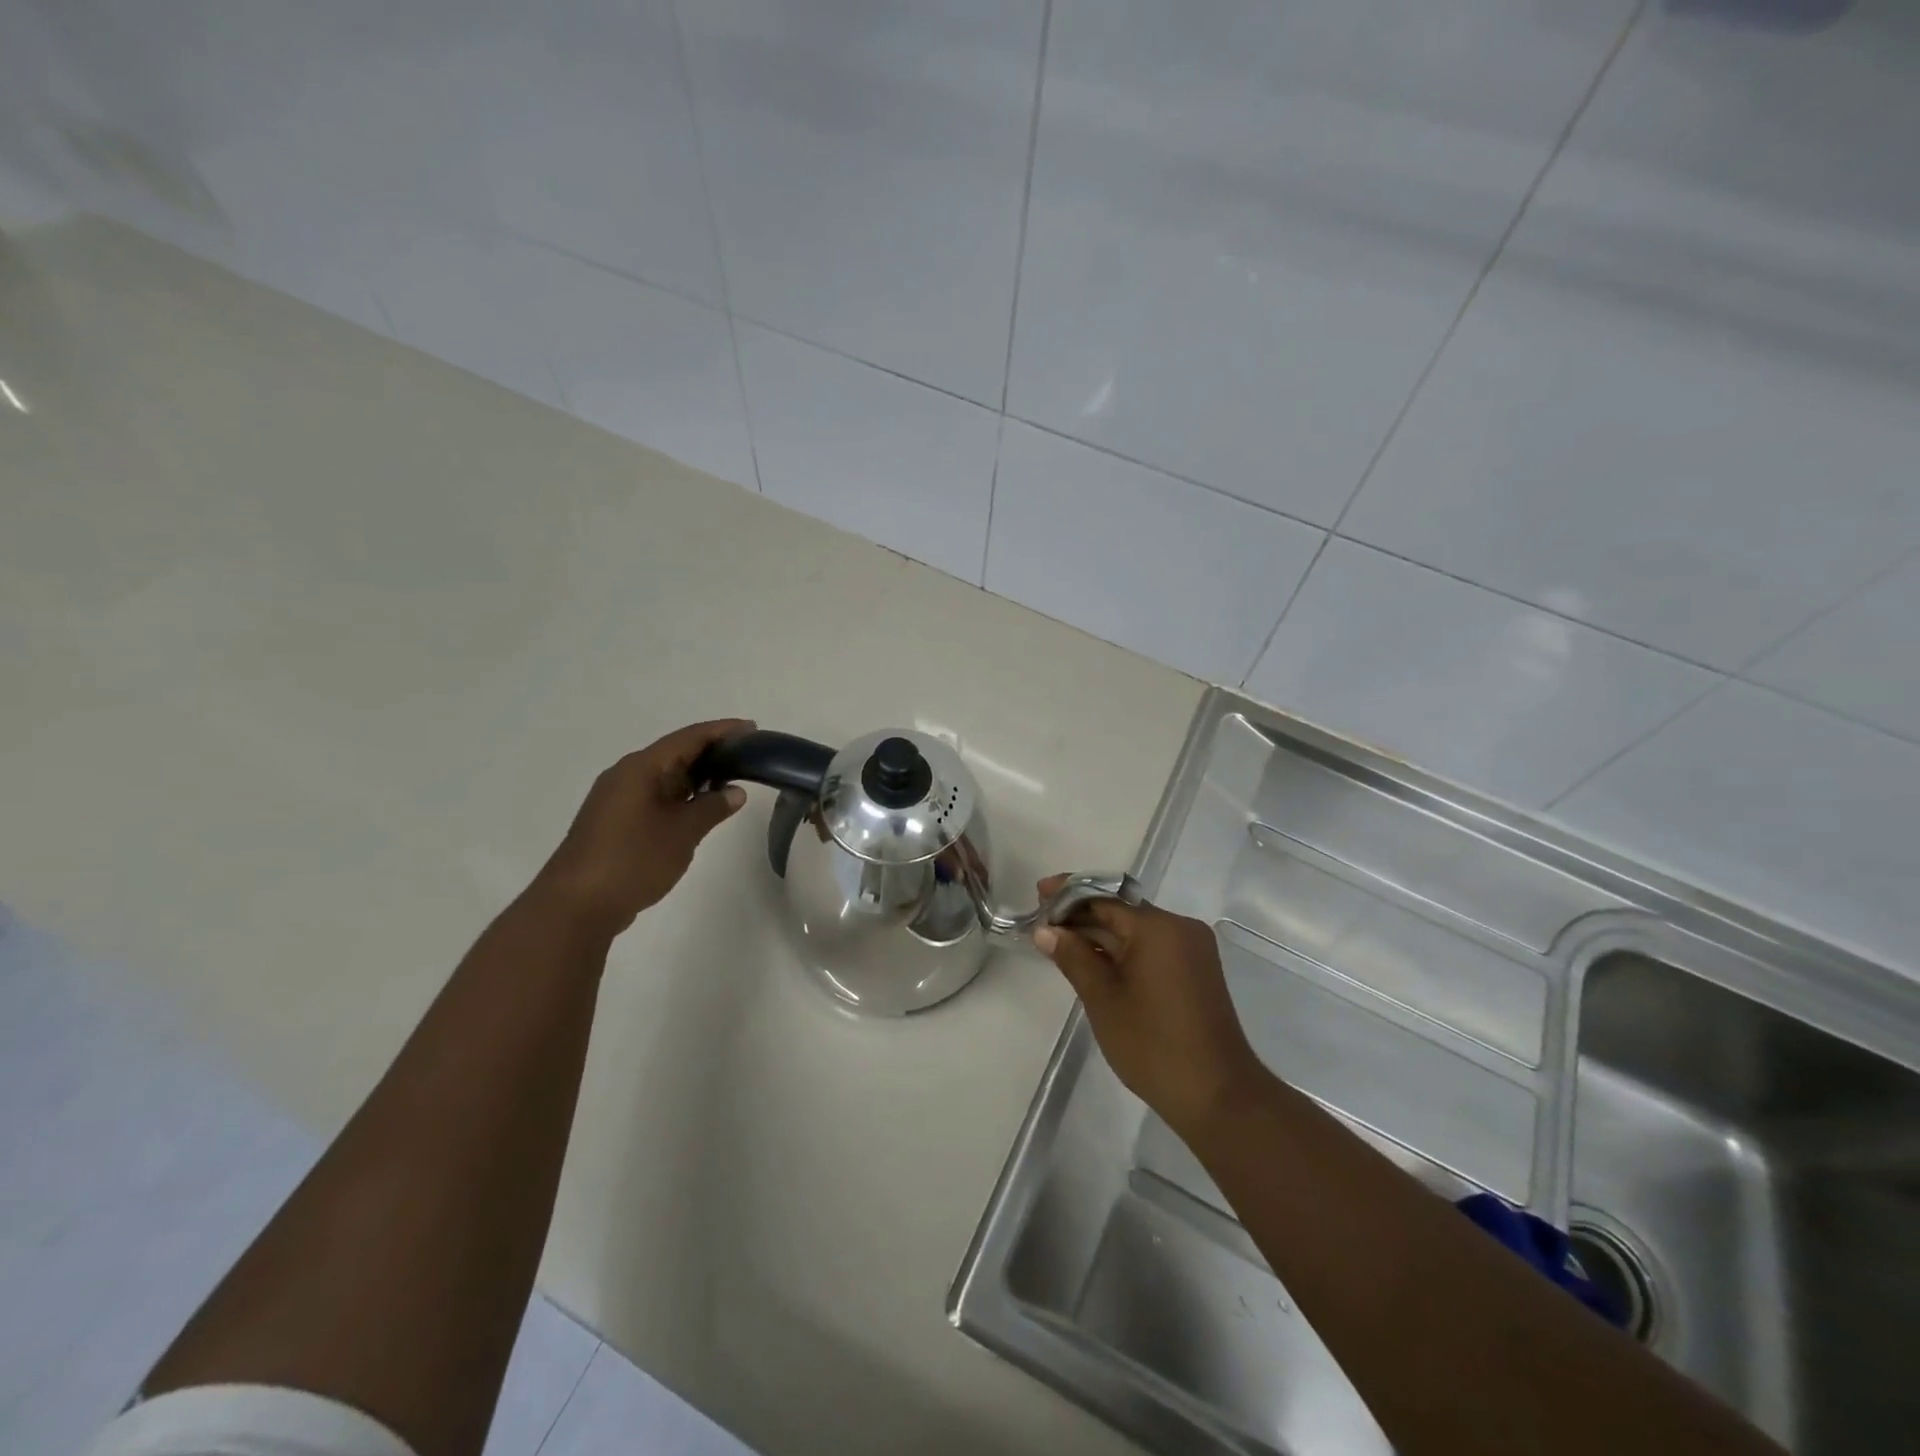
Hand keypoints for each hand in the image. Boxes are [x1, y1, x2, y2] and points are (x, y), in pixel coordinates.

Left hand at [534, 719, 752, 936]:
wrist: (576, 905)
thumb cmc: (633, 860)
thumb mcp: (682, 832)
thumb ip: (712, 808)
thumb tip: (735, 791)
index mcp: (641, 768)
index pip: (688, 738)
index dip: (722, 731)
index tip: (752, 728)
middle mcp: (626, 775)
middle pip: (675, 753)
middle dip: (711, 753)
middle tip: (747, 757)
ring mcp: (617, 799)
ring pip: (664, 777)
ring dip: (696, 777)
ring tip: (731, 780)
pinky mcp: (614, 821)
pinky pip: (655, 796)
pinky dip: (680, 796)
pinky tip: (699, 808)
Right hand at [1033, 876, 1265, 1138]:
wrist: (1217, 1095)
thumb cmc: (1153, 1045)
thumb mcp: (1103, 999)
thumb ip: (1073, 957)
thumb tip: (1045, 930)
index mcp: (1158, 927)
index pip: (1103, 898)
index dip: (1068, 896)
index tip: (1038, 896)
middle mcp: (1179, 927)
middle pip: (1120, 911)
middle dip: (1081, 916)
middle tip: (1043, 924)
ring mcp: (1191, 948)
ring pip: (1135, 930)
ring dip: (1100, 935)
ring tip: (1060, 943)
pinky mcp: (1195, 970)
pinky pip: (1151, 947)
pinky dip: (1122, 951)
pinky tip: (1094, 961)